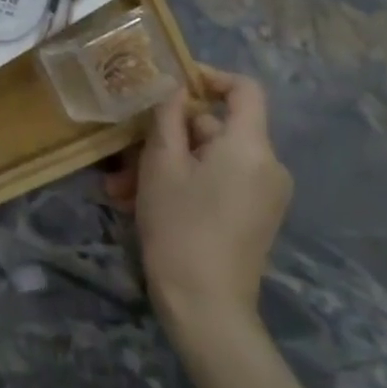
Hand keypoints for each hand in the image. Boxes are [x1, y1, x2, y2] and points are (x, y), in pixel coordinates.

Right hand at [115, 66, 292, 348]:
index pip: (245, 88)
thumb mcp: (161, 163)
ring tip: (120, 188)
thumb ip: (167, 116)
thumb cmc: (181, 227)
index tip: (173, 82)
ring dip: (165, 165)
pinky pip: (217, 183)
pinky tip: (139, 204)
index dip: (210, 76)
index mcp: (251, 146)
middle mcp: (267, 165)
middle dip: (166, 135)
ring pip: (208, 159)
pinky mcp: (254, 218)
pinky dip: (183, 184)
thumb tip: (176, 88)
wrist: (207, 311)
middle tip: (124, 152)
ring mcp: (263, 195)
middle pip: (216, 128)